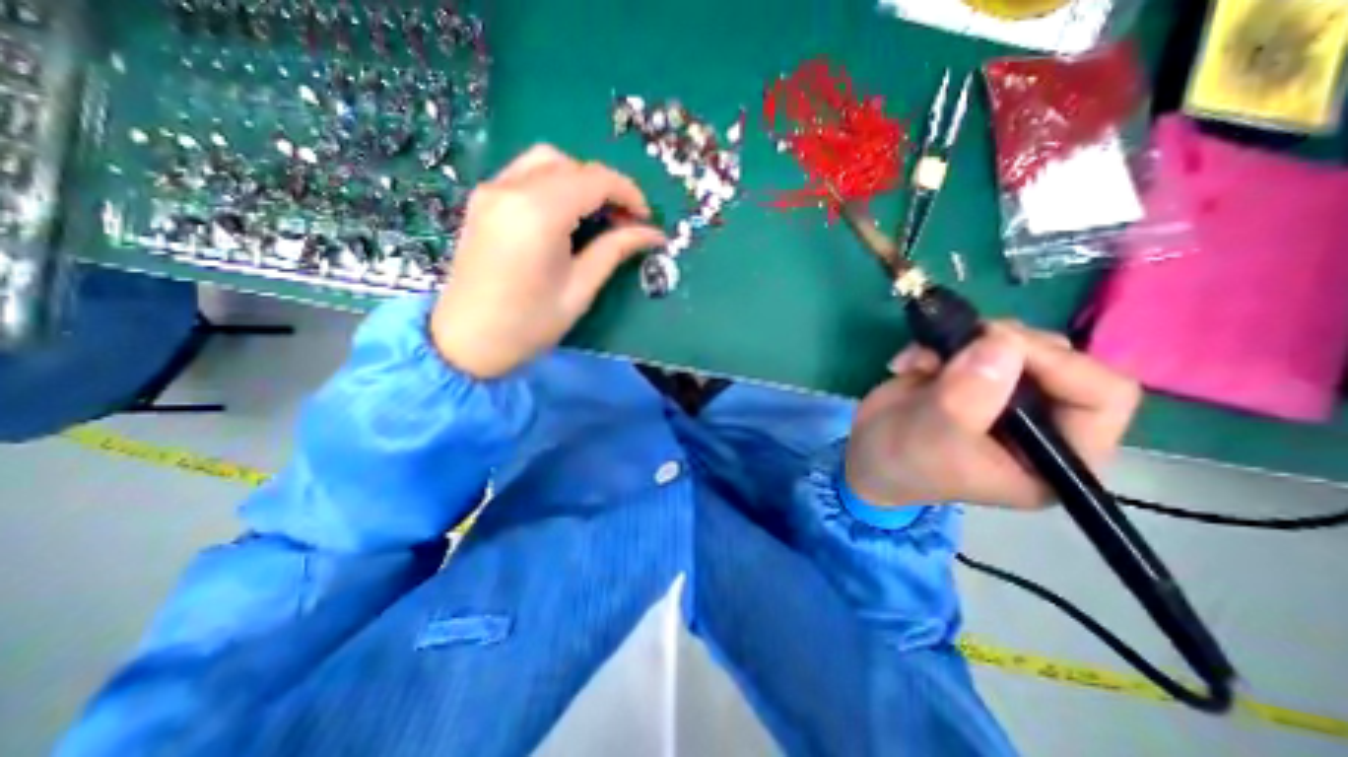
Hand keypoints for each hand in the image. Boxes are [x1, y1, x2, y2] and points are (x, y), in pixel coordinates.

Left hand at [427, 143, 665, 376]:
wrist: (467, 341)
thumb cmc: (529, 324)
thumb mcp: (580, 289)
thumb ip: (615, 251)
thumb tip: (652, 234)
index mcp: (539, 213)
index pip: (596, 180)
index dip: (629, 194)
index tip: (646, 219)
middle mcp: (512, 189)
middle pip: (572, 165)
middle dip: (606, 187)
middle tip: (624, 221)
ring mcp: (491, 191)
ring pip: (546, 161)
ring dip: (579, 180)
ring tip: (596, 215)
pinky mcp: (481, 200)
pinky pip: (525, 173)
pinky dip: (553, 183)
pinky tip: (564, 214)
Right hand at [846, 323, 1140, 509]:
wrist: (865, 455)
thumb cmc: (903, 462)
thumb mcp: (934, 436)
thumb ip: (969, 395)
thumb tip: (1002, 342)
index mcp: (1056, 455)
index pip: (1101, 396)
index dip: (1057, 364)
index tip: (995, 345)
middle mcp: (1043, 421)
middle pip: (1058, 359)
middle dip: (1001, 345)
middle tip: (955, 346)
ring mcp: (1006, 394)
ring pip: (1014, 342)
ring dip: (964, 341)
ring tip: (922, 359)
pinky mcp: (973, 375)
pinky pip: (973, 340)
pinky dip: (938, 342)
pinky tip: (910, 362)